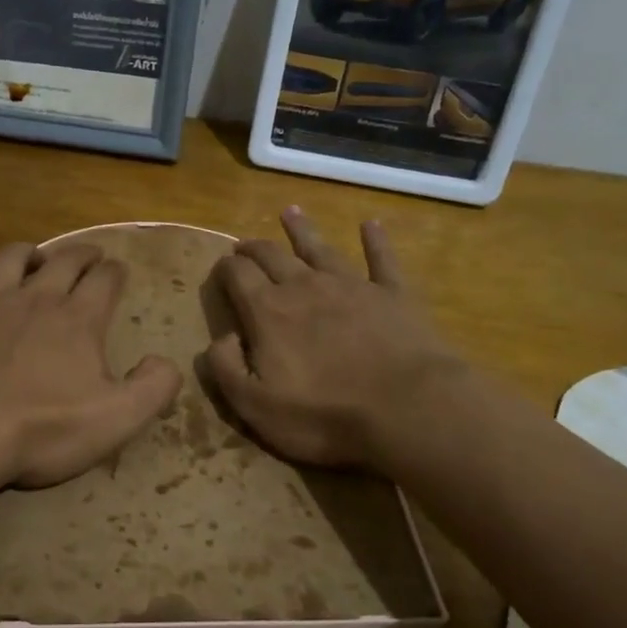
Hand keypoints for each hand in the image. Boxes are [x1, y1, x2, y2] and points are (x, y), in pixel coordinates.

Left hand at [0, 241, 182, 490]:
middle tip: (91, 256)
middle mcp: (35, 299)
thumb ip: (154, 387)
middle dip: (82, 254)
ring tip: (37, 255)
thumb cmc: (43, 430)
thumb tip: (163, 361)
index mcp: (78, 319)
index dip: (116, 272)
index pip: (105, 280)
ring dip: (29, 252)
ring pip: (11, 260)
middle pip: (63, 261)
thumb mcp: (118, 419)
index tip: (119, 271)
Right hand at [206, 208, 466, 470]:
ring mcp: (352, 286)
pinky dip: (375, 240)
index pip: (237, 275)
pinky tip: (371, 224)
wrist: (407, 409)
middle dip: (254, 248)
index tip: (220, 269)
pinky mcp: (393, 294)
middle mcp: (305, 287)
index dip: (225, 269)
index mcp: (268, 312)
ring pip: (319, 248)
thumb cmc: (324, 414)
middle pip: (273, 256)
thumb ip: (225, 368)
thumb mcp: (255, 406)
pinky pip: (382, 259)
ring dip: (302, 230)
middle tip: (244, 245)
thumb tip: (219, 338)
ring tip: (290, 212)